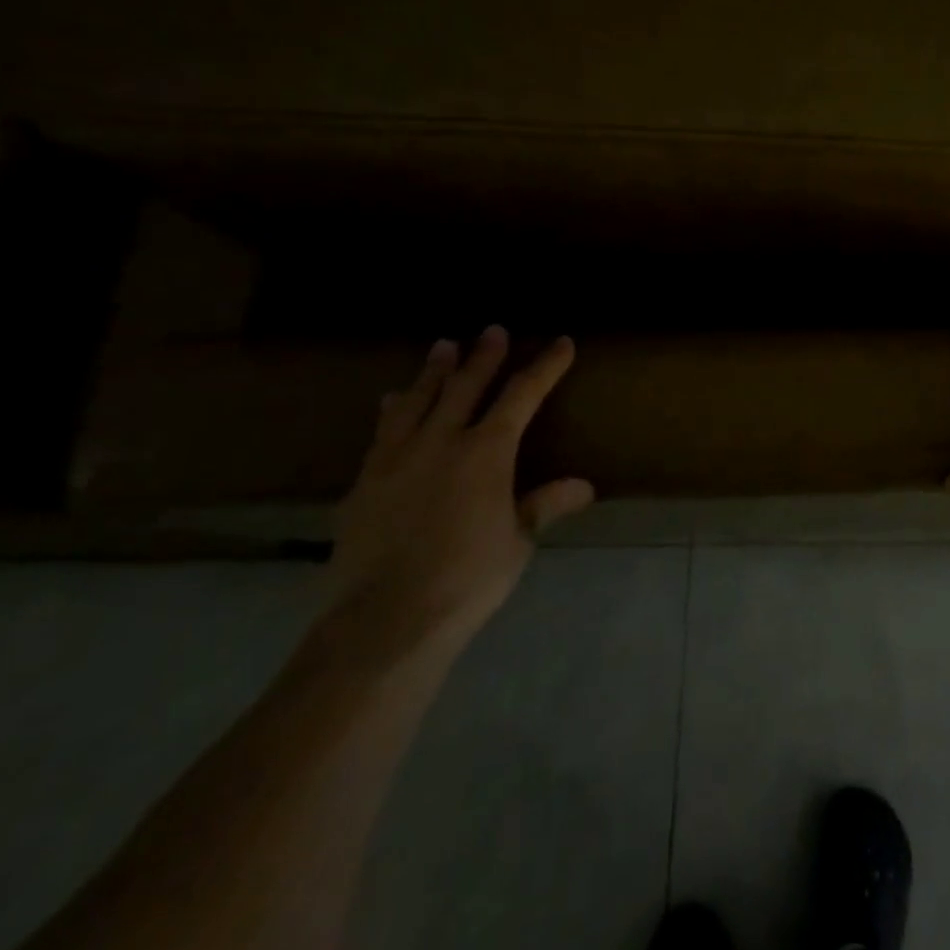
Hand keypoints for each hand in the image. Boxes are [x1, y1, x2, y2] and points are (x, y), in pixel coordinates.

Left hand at [323, 326, 593, 652]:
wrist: (385, 619)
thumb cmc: (468, 578)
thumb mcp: (518, 542)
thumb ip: (544, 505)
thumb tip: (585, 486)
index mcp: (486, 452)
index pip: (522, 396)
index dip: (545, 367)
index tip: (562, 343)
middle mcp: (440, 442)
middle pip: (465, 386)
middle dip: (484, 356)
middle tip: (493, 330)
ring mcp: (396, 458)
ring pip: (417, 400)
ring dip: (434, 371)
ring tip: (442, 346)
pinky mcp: (364, 482)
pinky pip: (382, 432)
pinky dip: (394, 409)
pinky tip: (390, 401)